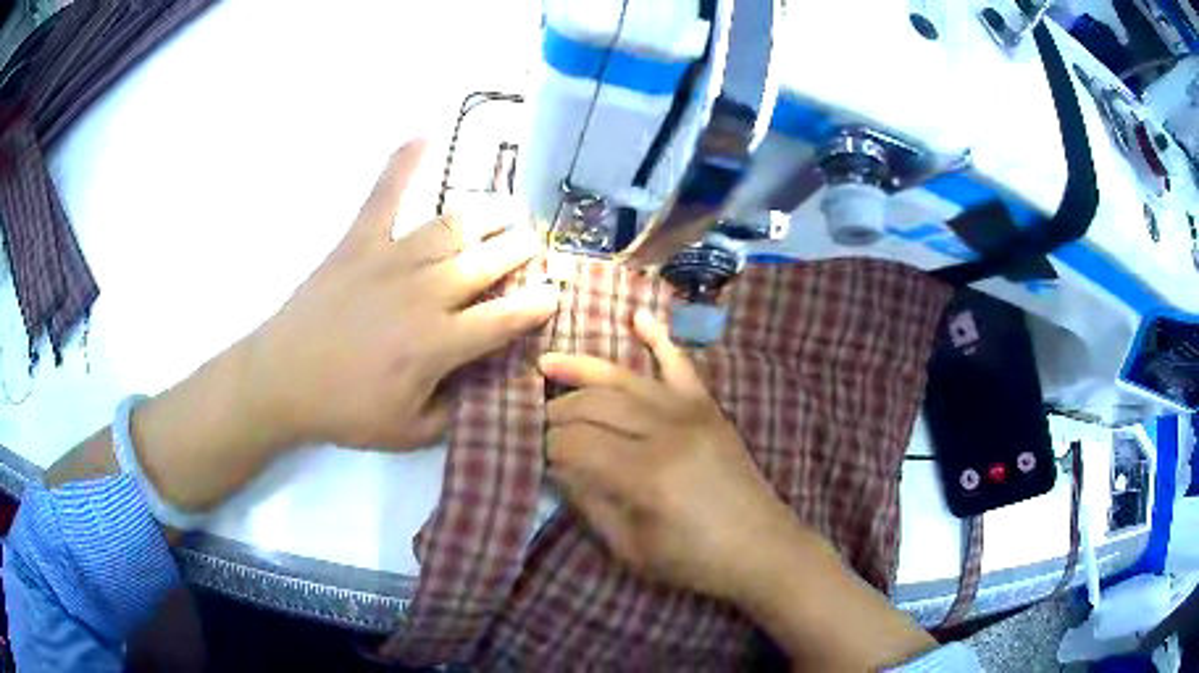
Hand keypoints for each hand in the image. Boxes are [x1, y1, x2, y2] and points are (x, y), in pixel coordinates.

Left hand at [247, 140, 557, 449]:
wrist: (281, 380)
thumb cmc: (344, 410)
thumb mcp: (409, 433)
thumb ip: (455, 411)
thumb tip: (484, 385)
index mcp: (438, 342)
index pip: (505, 317)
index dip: (537, 304)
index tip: (555, 293)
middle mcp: (424, 292)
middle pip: (488, 261)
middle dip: (521, 250)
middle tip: (533, 245)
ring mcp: (391, 259)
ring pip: (453, 225)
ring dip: (488, 214)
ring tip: (507, 209)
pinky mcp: (359, 240)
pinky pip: (385, 194)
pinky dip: (404, 163)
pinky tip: (423, 134)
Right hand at [540, 311, 802, 602]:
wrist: (762, 548)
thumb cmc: (695, 560)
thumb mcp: (631, 548)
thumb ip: (590, 504)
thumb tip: (558, 469)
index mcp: (644, 475)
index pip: (575, 445)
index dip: (549, 448)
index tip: (538, 456)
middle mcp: (666, 432)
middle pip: (595, 405)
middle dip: (558, 410)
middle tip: (539, 419)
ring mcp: (691, 413)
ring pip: (625, 379)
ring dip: (583, 369)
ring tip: (549, 364)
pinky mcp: (709, 409)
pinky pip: (681, 365)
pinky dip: (659, 338)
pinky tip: (638, 316)